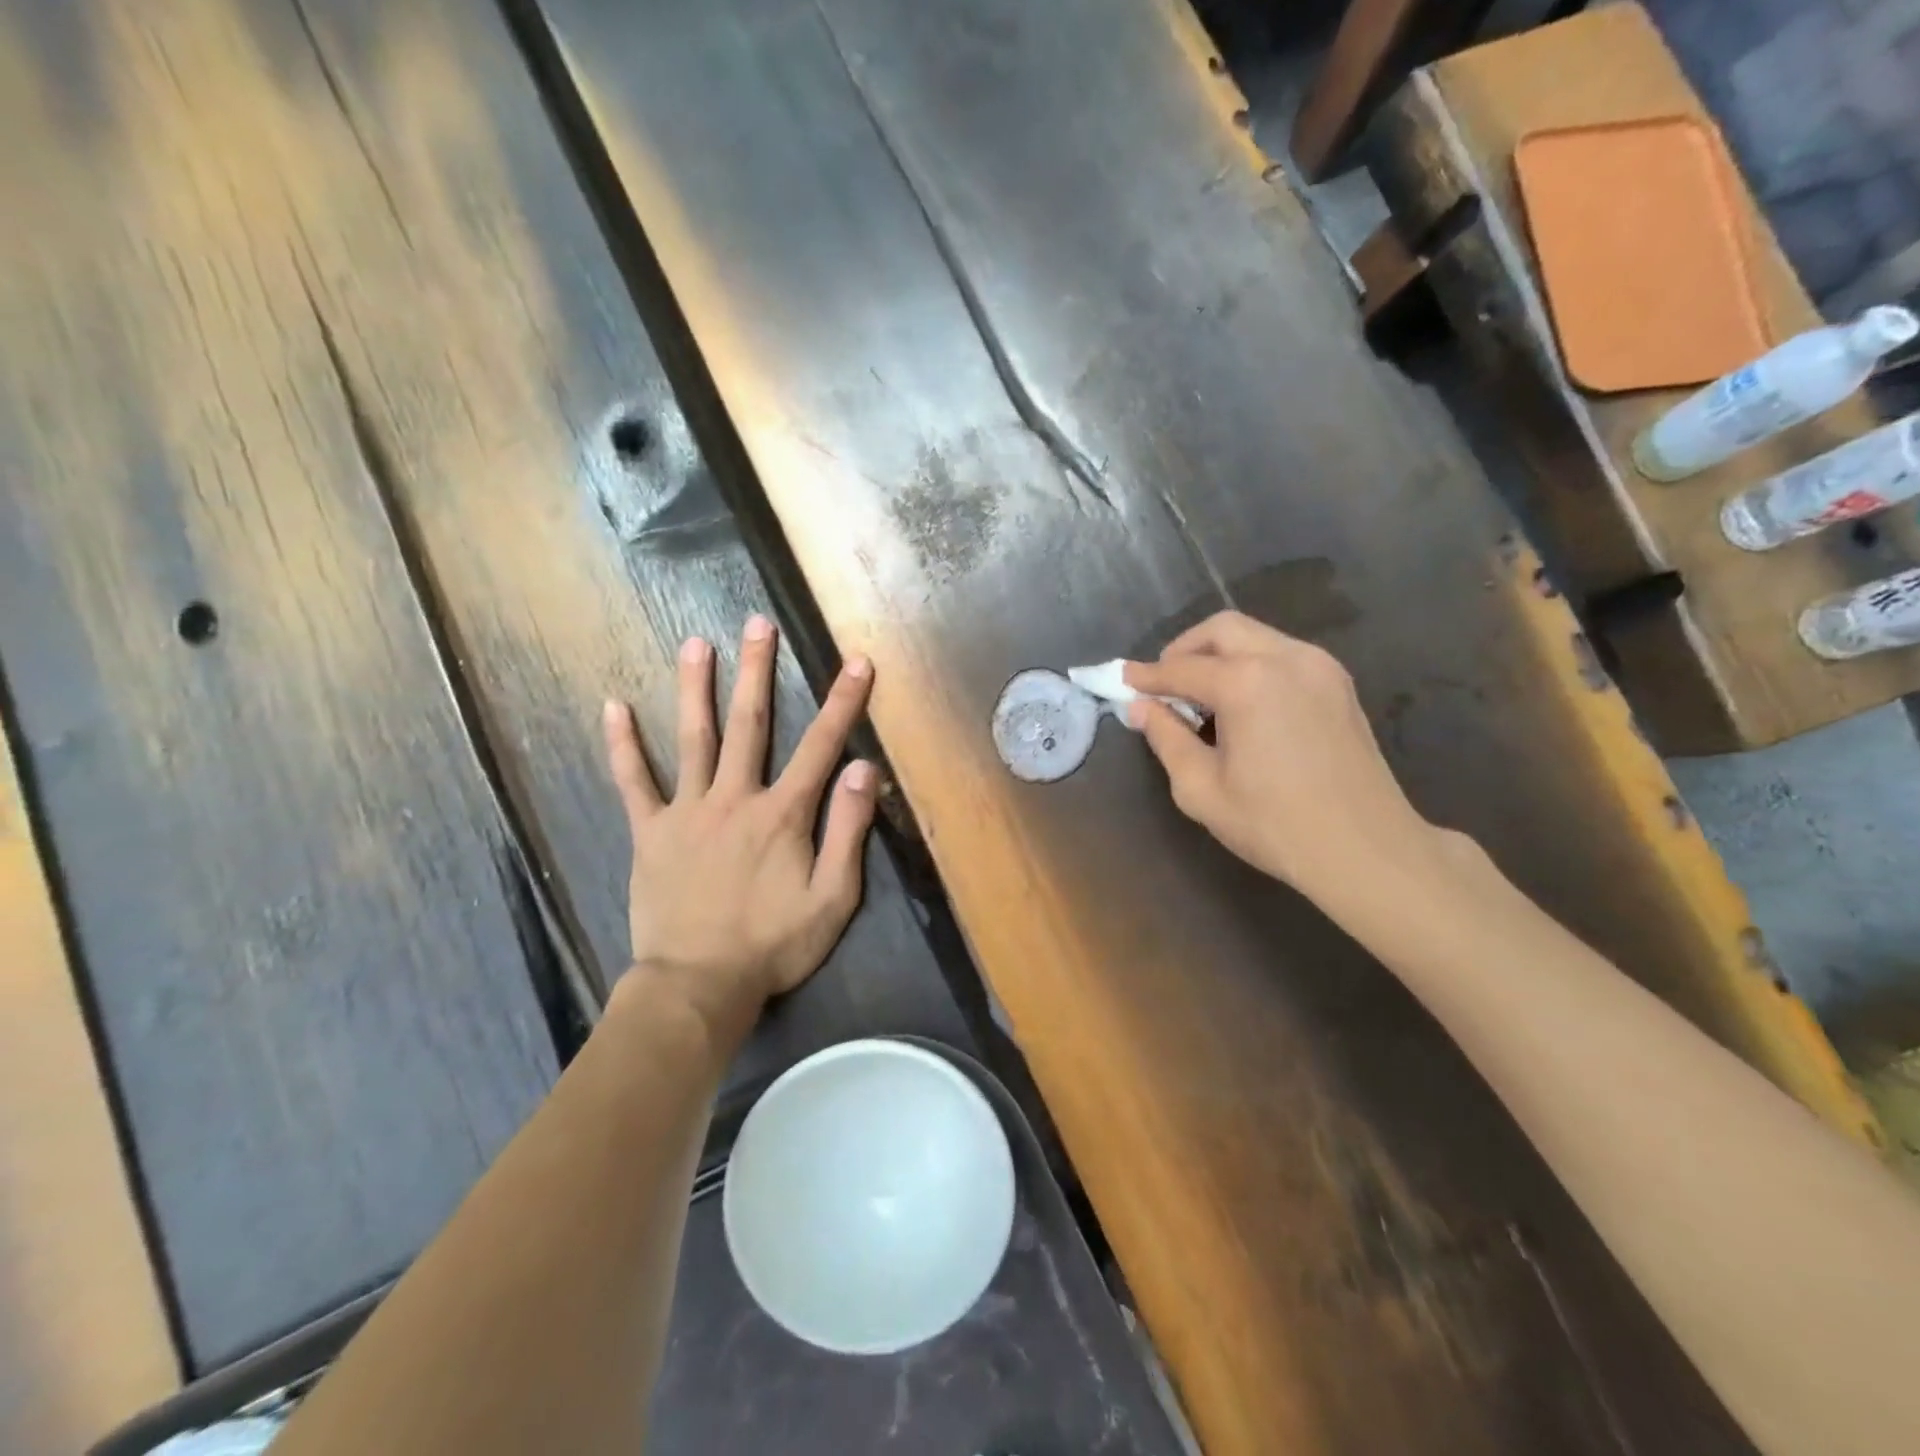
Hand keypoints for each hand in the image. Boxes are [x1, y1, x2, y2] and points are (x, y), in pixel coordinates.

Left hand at [602, 615, 877, 1036]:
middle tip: (757, 623)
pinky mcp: (650, 832)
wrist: (699, 985)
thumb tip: (864, 769)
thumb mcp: (833, 897)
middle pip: (749, 724)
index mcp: (782, 813)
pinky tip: (612, 706)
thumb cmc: (774, 944)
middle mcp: (735, 798)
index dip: (842, 702)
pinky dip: (622, 745)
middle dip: (757, 671)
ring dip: (695, 688)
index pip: (821, 746)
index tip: (855, 661)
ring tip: (694, 643)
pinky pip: (633, 782)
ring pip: (693, 738)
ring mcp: (687, 811)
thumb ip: (849, 830)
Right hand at [1124, 612, 1433, 894]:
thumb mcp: (1200, 788)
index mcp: (1247, 682)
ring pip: (1255, 636)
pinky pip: (1282, 654)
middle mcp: (1285, 658)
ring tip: (1201, 697)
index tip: (1122, 679)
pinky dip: (1251, 665)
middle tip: (1164, 685)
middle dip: (1184, 651)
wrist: (1365, 849)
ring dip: (1219, 655)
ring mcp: (1319, 666)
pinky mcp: (1338, 683)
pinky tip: (1242, 704)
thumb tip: (1142, 708)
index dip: (1147, 676)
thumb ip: (1166, 738)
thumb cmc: (1274, 824)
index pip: (1181, 668)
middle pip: (1222, 630)